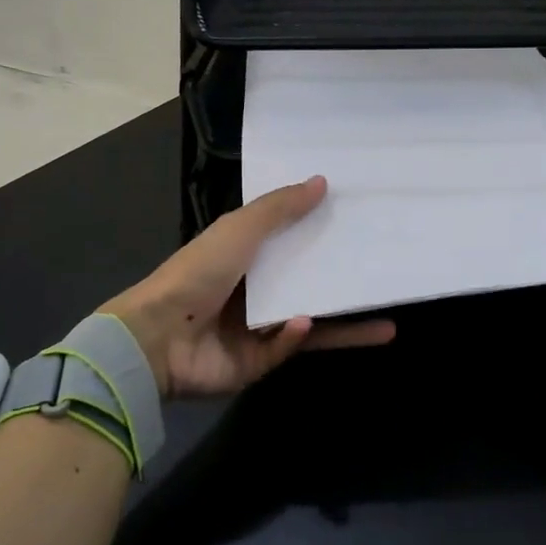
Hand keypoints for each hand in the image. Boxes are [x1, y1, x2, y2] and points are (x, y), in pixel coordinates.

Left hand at [101, 176, 394, 396]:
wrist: (157, 338)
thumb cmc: (198, 273)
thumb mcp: (240, 229)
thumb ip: (280, 208)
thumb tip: (322, 182)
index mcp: (247, 257)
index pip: (294, 243)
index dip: (324, 235)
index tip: (360, 226)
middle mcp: (256, 291)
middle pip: (310, 284)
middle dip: (346, 283)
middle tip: (386, 274)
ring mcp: (257, 329)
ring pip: (312, 323)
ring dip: (347, 324)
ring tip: (388, 323)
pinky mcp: (257, 362)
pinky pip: (287, 347)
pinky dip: (296, 336)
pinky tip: (307, 323)